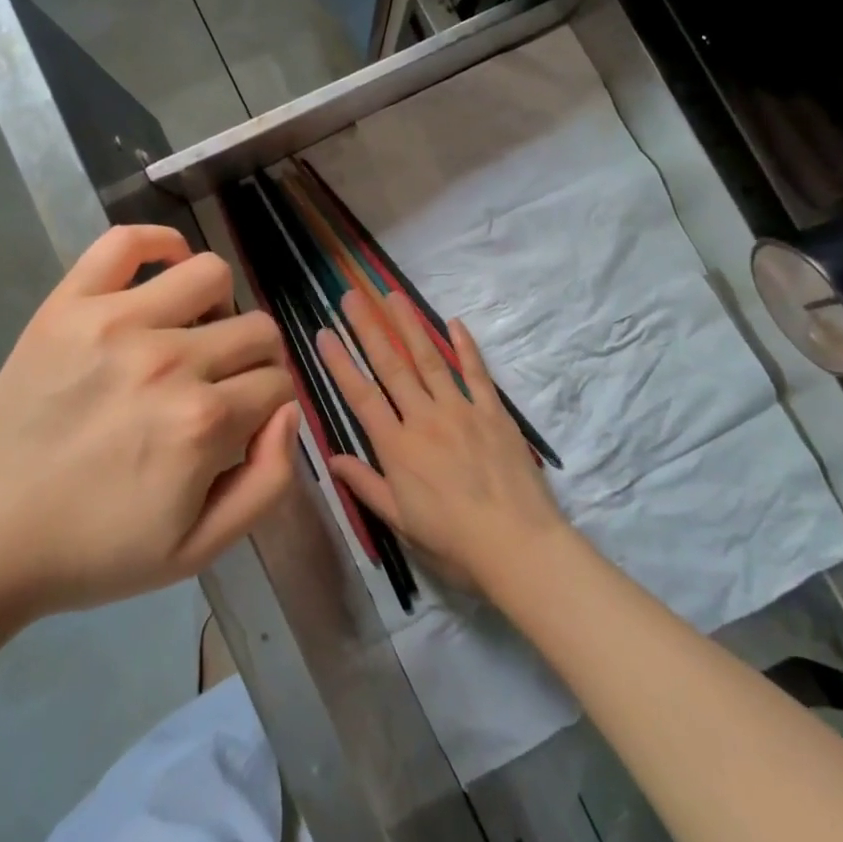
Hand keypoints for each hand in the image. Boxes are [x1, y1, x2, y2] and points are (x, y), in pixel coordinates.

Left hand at [0, 224, 298, 616]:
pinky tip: (163, 272)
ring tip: (190, 335)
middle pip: (257, 329)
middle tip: (220, 385)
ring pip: (211, 274)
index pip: (277, 383)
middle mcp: (169, 360)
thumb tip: (290, 409)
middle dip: (254, 360)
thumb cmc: (95, 549)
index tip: (244, 421)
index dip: (269, 404)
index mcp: (202, 422)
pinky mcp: (69, 303)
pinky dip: (160, 244)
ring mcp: (115, 321)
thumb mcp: (200, 548)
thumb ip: (268, 481)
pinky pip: (127, 240)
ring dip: (218, 307)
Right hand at [317, 289, 566, 594]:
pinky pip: (476, 372)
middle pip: (391, 366)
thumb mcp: (400, 521)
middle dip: (368, 328)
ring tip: (393, 295)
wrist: (518, 546)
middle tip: (352, 295)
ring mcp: (460, 410)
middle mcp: (424, 418)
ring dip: (409, 325)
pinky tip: (453, 322)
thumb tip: (331, 458)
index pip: (361, 396)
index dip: (340, 363)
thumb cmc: (454, 542)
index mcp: (397, 447)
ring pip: (429, 359)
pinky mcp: (493, 411)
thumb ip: (366, 484)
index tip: (324, 333)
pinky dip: (465, 346)